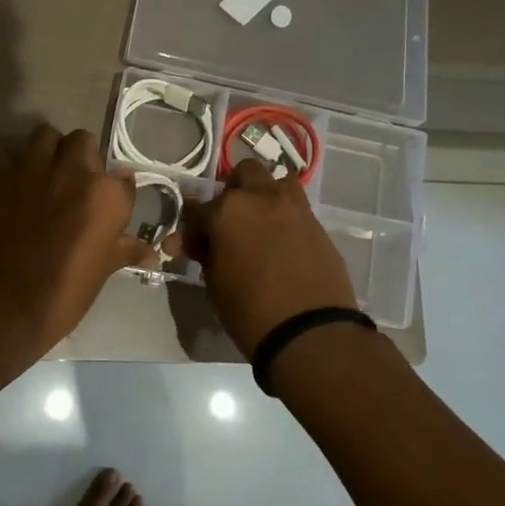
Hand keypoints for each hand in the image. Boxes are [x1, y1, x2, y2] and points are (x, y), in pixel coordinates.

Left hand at [0, 124, 156, 354]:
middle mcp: (73, 170)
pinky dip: (19, 167)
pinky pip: (14, 156)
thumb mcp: (104, 269)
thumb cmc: (65, 290)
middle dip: (82, 158)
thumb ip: (126, 248)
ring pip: (46, 136)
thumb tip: (151, 250)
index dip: (116, 194)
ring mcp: (34, 168)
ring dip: (50, 150)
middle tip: (76, 185)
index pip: (122, 180)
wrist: (5, 300)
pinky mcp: (1, 175)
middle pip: (83, 141)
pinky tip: (18, 188)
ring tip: (47, 175)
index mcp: (106, 193)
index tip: (108, 209)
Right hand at [176, 159, 357, 354]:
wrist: (310, 332)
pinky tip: (280, 240)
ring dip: (264, 193)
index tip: (187, 241)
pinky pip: (296, 206)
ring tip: (259, 222)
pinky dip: (284, 215)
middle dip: (233, 190)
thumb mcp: (214, 282)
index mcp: (227, 211)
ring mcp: (293, 208)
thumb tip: (192, 242)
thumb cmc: (249, 310)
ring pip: (276, 180)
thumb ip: (204, 252)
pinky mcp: (317, 224)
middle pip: (243, 173)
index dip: (189, 225)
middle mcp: (260, 198)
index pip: (196, 206)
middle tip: (228, 220)